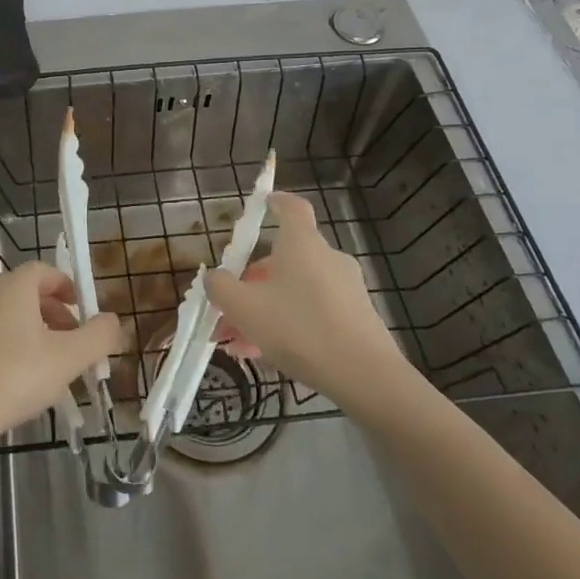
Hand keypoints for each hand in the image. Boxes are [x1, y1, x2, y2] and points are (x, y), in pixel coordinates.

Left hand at [0, 262, 120, 452]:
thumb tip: (113, 321)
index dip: (66, 286)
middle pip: (26, 294)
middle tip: (73, 343)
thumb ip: (98, 337)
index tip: (82, 311)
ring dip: (33, 334)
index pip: (43, 270)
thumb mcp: (69, 359)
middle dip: (54, 314)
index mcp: (13, 287)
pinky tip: (18, 384)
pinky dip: (9, 350)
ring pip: (7, 318)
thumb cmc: (15, 377)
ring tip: (50, 368)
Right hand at [204, 191, 411, 407]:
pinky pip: (312, 312)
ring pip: (294, 291)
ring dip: (264, 310)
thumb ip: (220, 287)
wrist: (365, 376)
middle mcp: (326, 258)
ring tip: (238, 343)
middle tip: (227, 310)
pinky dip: (288, 325)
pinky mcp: (356, 318)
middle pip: (284, 259)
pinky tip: (265, 356)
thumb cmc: (298, 328)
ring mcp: (345, 289)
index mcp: (302, 243)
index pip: (291, 207)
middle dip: (251, 283)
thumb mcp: (244, 308)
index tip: (263, 204)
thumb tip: (214, 277)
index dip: (275, 202)